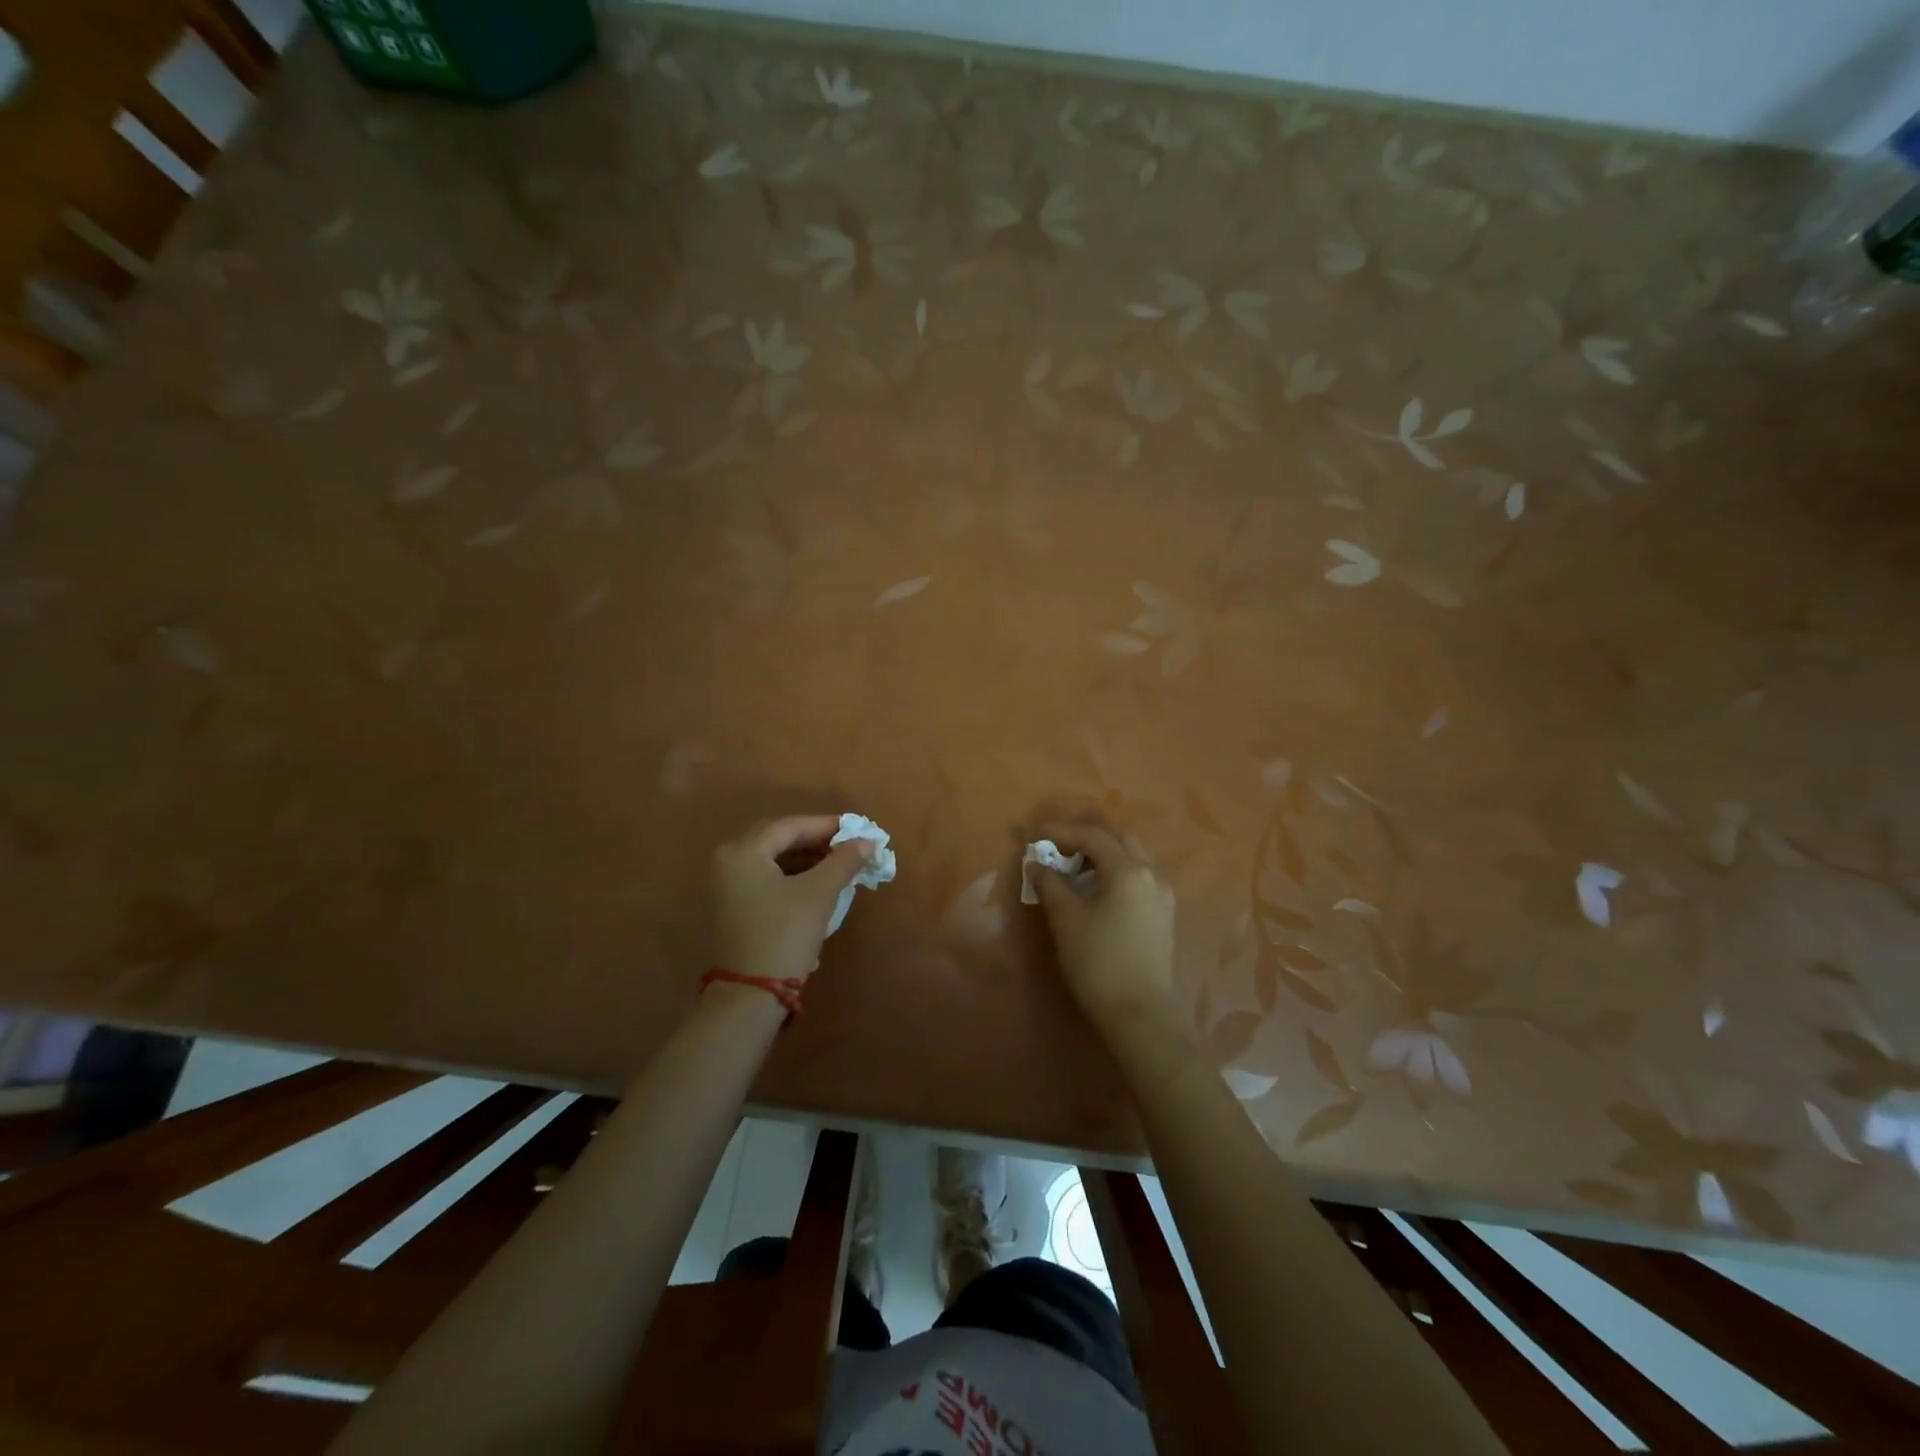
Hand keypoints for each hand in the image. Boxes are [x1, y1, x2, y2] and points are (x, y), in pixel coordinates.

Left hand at [711, 816, 872, 984]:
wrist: (749, 996)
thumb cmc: (784, 935)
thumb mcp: (819, 894)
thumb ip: (844, 861)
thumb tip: (868, 841)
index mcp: (743, 851)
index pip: (791, 826)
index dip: (828, 826)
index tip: (859, 830)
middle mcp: (728, 862)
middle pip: (780, 841)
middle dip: (817, 842)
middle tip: (850, 847)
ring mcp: (726, 886)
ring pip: (774, 861)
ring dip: (807, 861)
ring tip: (840, 867)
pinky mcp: (732, 908)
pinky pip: (766, 880)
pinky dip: (793, 878)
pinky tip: (818, 886)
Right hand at [1029, 821, 1175, 1021]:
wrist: (1139, 1014)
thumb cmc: (1098, 962)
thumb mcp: (1066, 920)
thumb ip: (1050, 884)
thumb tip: (1037, 864)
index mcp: (1128, 870)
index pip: (1092, 836)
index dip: (1061, 831)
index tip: (1036, 835)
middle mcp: (1151, 873)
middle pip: (1119, 839)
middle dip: (1087, 837)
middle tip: (1058, 847)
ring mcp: (1162, 894)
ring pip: (1132, 856)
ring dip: (1103, 853)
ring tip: (1074, 866)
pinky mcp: (1164, 913)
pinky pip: (1139, 876)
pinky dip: (1116, 870)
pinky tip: (1097, 887)